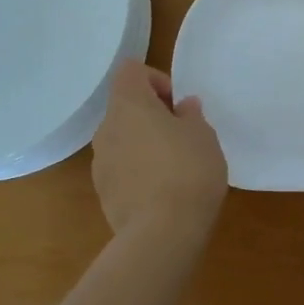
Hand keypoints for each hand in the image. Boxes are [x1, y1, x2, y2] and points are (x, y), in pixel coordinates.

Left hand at [91, 60, 227, 239]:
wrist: (161, 233)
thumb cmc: (187, 171)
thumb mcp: (203, 136)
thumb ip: (191, 115)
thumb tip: (182, 107)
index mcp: (128, 105)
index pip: (130, 71)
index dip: (156, 80)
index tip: (177, 105)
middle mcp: (106, 128)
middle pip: (126, 107)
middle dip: (152, 116)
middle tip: (183, 136)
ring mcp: (100, 162)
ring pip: (123, 139)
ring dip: (144, 144)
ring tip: (174, 168)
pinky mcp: (103, 192)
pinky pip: (122, 168)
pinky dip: (138, 171)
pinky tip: (163, 192)